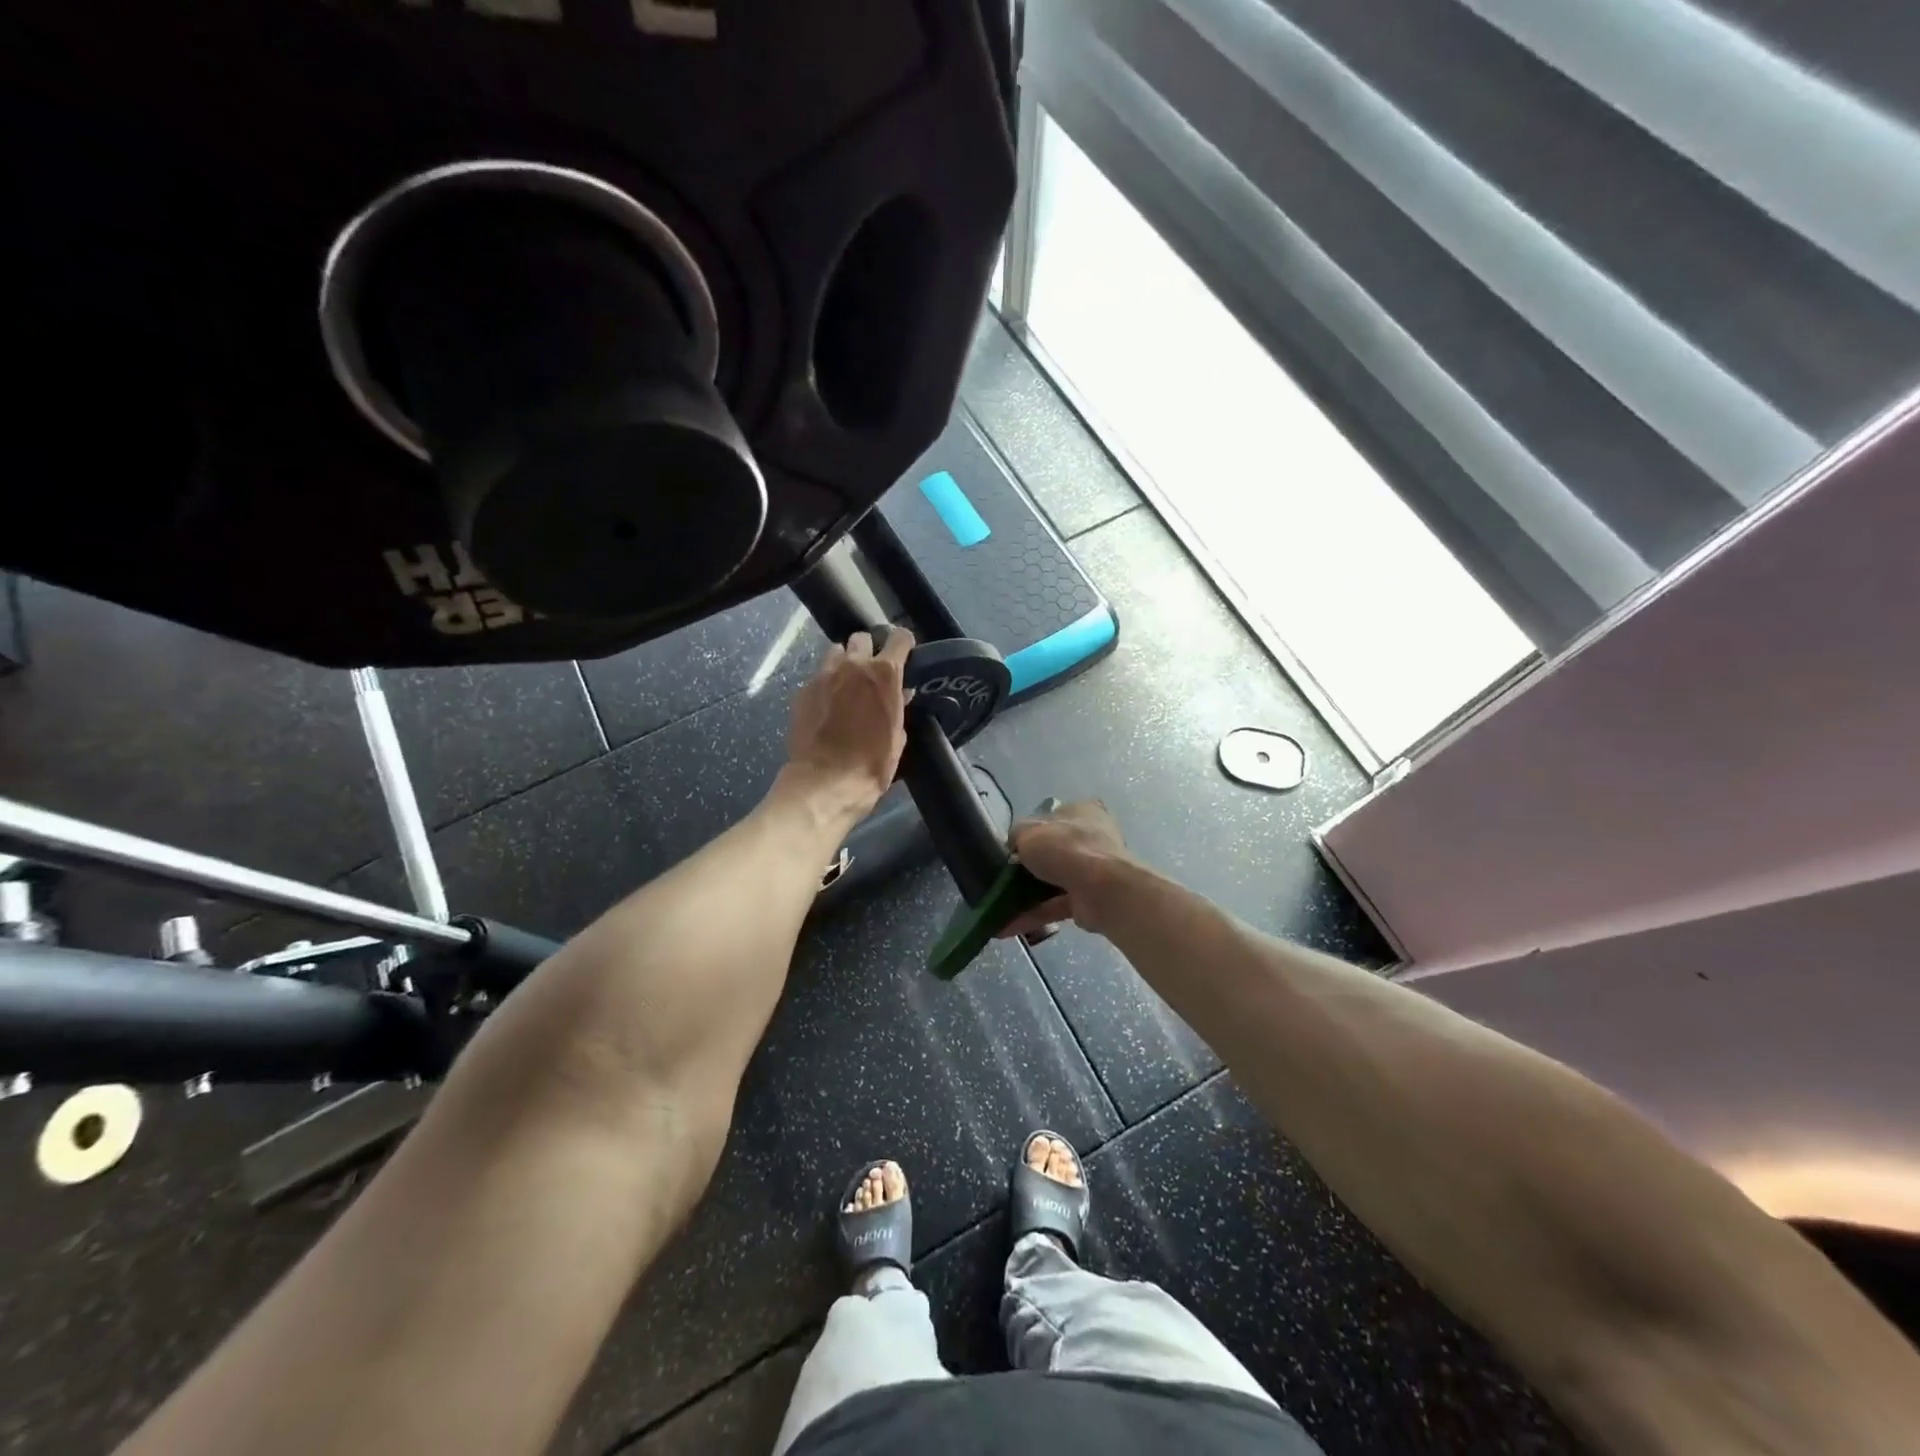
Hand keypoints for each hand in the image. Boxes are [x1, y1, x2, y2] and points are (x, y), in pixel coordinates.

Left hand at [782, 628, 913, 821]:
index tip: (904, 655)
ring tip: (846, 684)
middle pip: (862, 639)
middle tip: (870, 672)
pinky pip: (818, 676)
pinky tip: (827, 705)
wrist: (825, 781)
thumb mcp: (897, 737)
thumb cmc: (872, 764)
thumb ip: (898, 707)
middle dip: (868, 650)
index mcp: (884, 674)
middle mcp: (854, 666)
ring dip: (844, 663)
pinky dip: (826, 684)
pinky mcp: (803, 690)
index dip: (903, 645)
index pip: (899, 638)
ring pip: (836, 652)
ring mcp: (824, 675)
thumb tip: (900, 695)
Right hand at [999, 799, 1135, 939]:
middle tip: (1002, 879)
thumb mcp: (1028, 831)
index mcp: (1082, 812)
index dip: (1031, 832)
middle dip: (1028, 869)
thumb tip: (1015, 846)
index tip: (1012, 848)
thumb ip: (1017, 836)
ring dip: (1026, 897)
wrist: (1100, 889)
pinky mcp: (1089, 900)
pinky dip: (1033, 915)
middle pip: (1053, 853)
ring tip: (998, 908)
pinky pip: (1055, 906)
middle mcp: (1091, 838)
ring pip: (1053, 882)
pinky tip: (1008, 926)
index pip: (1053, 818)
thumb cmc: (1065, 848)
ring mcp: (1093, 871)